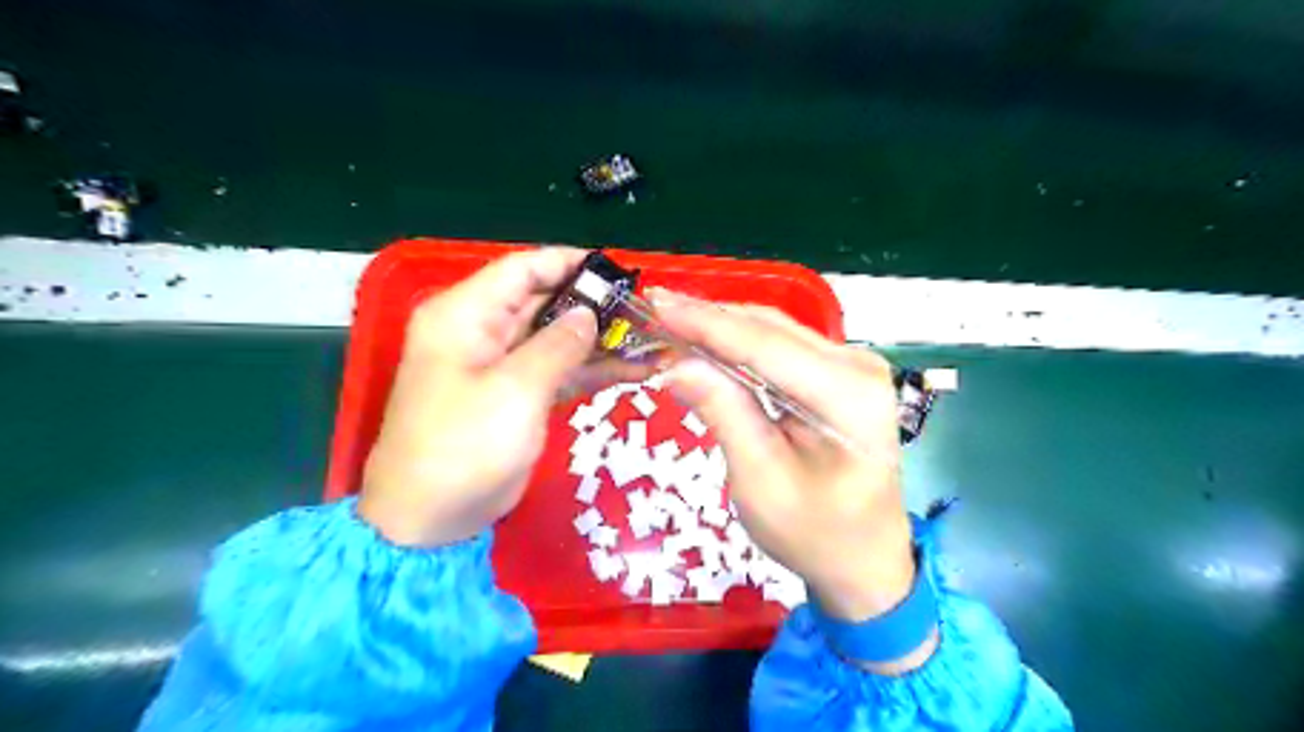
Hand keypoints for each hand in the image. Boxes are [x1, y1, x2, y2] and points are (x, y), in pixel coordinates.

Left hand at [354, 249, 640, 545]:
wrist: (430, 519)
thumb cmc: (464, 447)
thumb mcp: (514, 390)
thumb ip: (557, 345)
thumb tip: (589, 313)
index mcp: (466, 315)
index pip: (521, 269)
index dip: (568, 263)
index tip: (616, 271)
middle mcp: (481, 331)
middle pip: (543, 301)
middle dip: (592, 304)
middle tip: (644, 309)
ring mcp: (500, 365)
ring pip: (555, 337)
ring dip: (598, 339)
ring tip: (649, 338)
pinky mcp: (516, 396)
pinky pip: (557, 370)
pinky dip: (590, 369)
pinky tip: (633, 370)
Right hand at [653, 286, 914, 639]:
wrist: (864, 560)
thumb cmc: (814, 534)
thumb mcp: (760, 481)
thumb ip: (723, 412)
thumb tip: (675, 363)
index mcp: (848, 395)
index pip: (764, 346)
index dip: (705, 323)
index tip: (655, 303)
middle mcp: (858, 366)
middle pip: (770, 330)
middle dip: (708, 319)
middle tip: (652, 309)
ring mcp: (853, 366)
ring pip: (773, 332)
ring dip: (720, 327)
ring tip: (670, 320)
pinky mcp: (839, 374)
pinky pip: (781, 347)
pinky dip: (739, 344)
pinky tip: (705, 340)